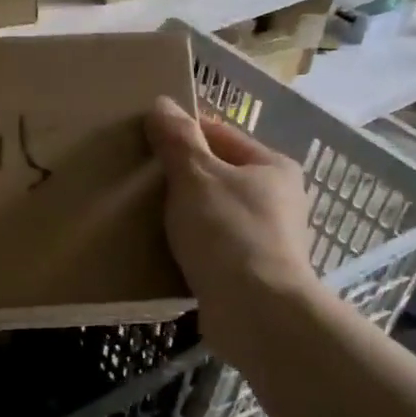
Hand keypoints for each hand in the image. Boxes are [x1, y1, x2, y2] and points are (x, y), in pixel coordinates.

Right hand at [146, 96, 317, 361]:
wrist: (256, 312)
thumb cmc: (228, 233)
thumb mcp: (196, 177)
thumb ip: (178, 140)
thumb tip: (162, 103)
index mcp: (272, 166)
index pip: (220, 134)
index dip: (182, 134)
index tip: (144, 142)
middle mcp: (276, 199)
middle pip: (218, 175)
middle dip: (180, 177)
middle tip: (138, 181)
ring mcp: (267, 238)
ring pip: (214, 213)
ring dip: (184, 215)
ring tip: (144, 217)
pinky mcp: (252, 273)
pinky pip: (213, 248)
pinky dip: (191, 246)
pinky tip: (165, 251)